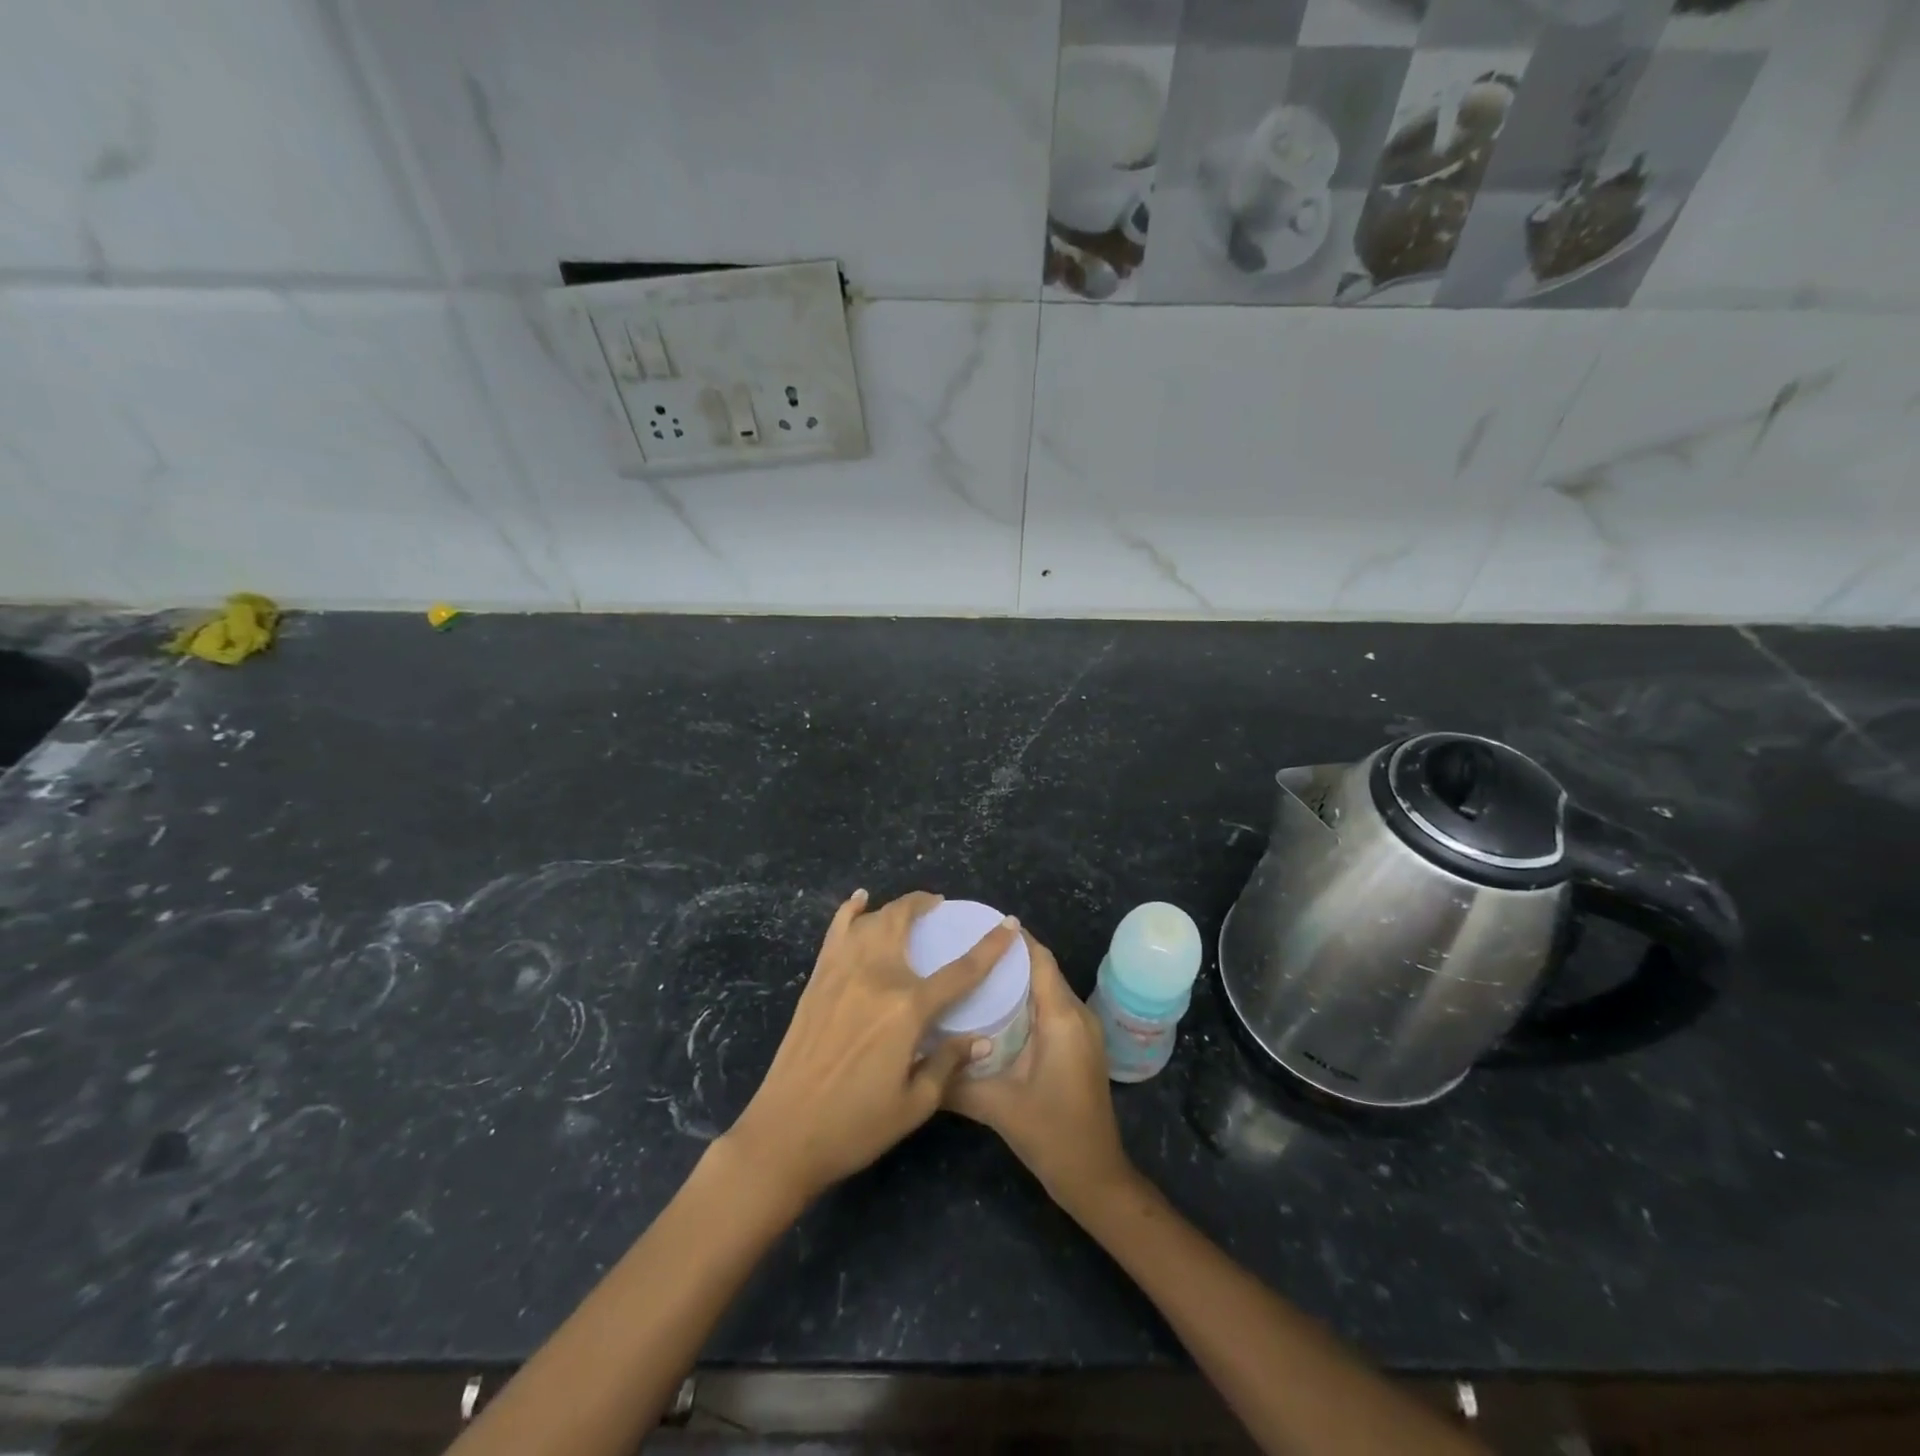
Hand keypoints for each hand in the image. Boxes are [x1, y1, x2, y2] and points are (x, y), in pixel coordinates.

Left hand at [726, 890, 1016, 1205]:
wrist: (784, 1133)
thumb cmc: (855, 1126)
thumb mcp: (915, 1104)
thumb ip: (948, 1062)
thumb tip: (981, 1040)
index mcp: (907, 1008)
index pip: (961, 970)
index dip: (990, 947)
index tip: (1008, 925)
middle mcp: (876, 976)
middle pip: (904, 922)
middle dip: (926, 904)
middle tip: (940, 906)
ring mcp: (841, 972)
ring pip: (871, 920)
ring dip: (893, 907)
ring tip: (909, 909)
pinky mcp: (817, 979)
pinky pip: (836, 931)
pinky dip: (850, 911)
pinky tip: (859, 900)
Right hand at [945, 931, 1135, 1214]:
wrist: (1095, 1177)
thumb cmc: (1051, 1134)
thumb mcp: (997, 1106)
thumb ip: (954, 1082)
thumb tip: (912, 1059)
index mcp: (1061, 1018)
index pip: (1039, 959)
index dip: (1013, 939)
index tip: (978, 924)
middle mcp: (1076, 1015)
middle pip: (1043, 969)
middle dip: (1008, 955)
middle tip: (965, 947)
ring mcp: (1082, 1031)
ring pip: (1047, 988)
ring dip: (1018, 977)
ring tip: (974, 972)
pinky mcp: (1079, 1046)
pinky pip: (1052, 1007)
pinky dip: (1027, 999)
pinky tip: (995, 1009)